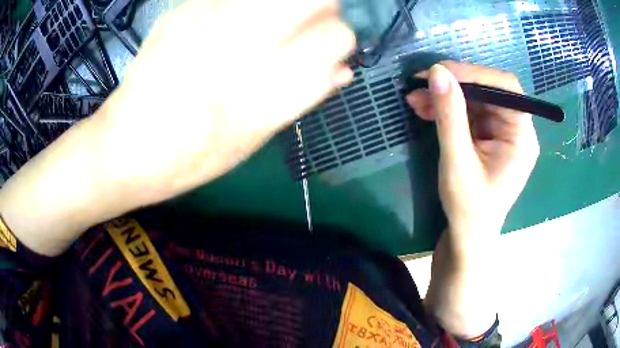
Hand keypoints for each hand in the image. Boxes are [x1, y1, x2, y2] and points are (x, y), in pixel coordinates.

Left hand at [93, 0, 355, 207]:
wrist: (125, 146)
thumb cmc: (190, 157)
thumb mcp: (255, 137)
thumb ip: (303, 95)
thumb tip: (342, 69)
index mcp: (264, 82)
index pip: (336, 35)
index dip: (339, 40)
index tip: (328, 48)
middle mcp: (240, 39)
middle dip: (320, 8)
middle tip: (303, 27)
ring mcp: (207, 16)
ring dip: (283, 4)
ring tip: (266, 26)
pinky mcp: (183, 9)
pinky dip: (245, 6)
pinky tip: (227, 26)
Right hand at [407, 62, 539, 337]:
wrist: (466, 239)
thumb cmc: (468, 210)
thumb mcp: (458, 163)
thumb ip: (450, 116)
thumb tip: (437, 71)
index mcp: (521, 136)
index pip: (506, 87)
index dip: (474, 73)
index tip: (440, 71)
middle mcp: (515, 130)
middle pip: (488, 91)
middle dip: (454, 85)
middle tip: (418, 84)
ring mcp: (501, 133)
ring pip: (474, 100)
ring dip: (445, 96)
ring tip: (414, 99)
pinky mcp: (487, 138)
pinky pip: (467, 113)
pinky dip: (446, 109)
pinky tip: (424, 109)